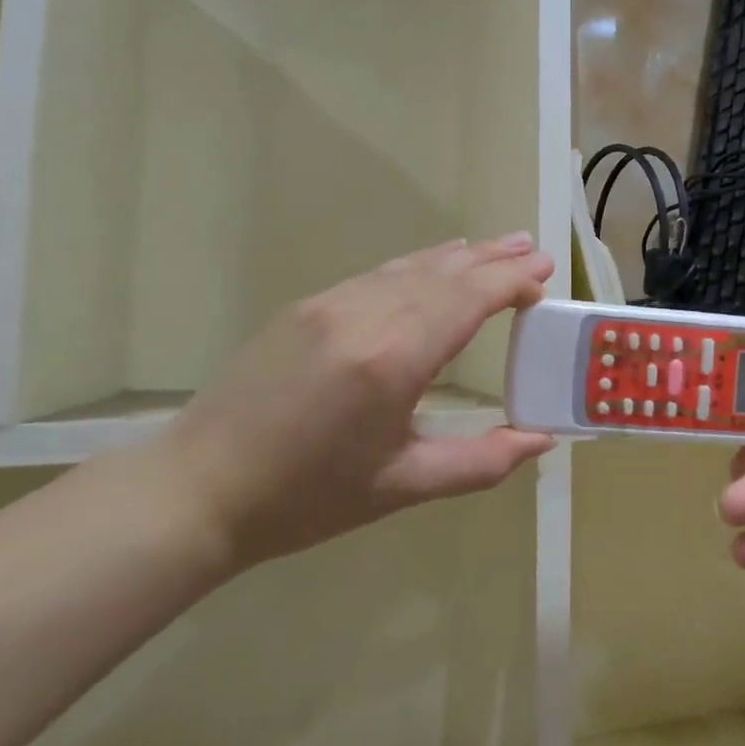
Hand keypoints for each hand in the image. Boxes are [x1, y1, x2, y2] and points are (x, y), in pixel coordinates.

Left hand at [159, 234, 555, 568]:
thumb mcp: (403, 487)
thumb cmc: (307, 497)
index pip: (469, 298)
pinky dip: (417, 265)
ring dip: (458, 257)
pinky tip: (433, 264)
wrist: (199, 489)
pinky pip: (377, 274)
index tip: (545, 280)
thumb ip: (482, 462)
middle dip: (494, 260)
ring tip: (498, 247)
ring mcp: (330, 303)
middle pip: (444, 272)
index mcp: (394, 357)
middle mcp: (365, 314)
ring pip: (410, 266)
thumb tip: (542, 440)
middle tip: (535, 252)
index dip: (511, 283)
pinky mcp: (306, 307)